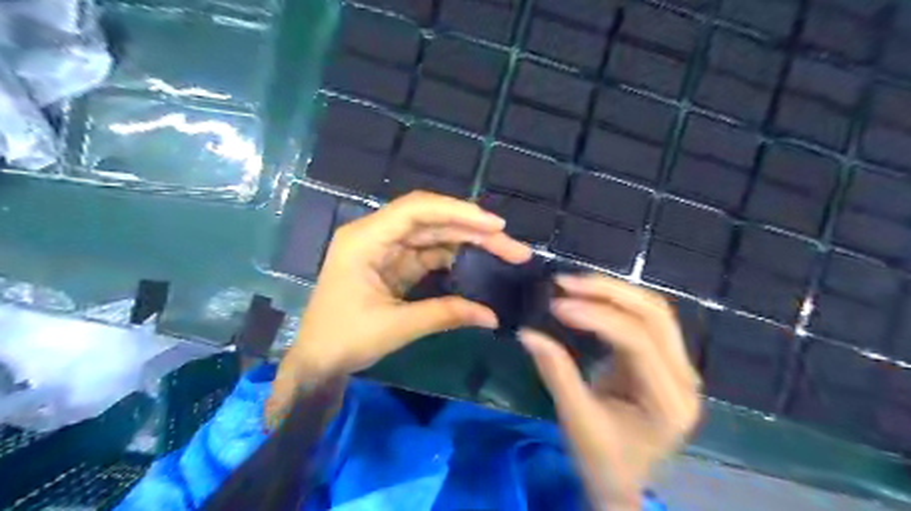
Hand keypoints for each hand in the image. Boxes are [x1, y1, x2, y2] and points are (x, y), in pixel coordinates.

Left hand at [266, 192, 534, 427]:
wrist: (317, 360)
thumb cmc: (344, 340)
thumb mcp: (395, 327)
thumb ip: (445, 315)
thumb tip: (492, 316)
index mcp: (365, 239)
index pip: (416, 211)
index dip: (458, 212)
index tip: (495, 225)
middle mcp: (376, 235)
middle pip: (431, 220)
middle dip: (473, 230)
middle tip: (512, 246)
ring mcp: (386, 248)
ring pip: (434, 235)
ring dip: (469, 242)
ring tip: (505, 253)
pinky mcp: (395, 263)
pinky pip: (430, 253)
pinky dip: (455, 258)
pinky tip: (480, 264)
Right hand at [516, 274, 699, 509]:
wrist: (623, 480)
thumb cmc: (603, 460)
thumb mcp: (577, 421)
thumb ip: (556, 373)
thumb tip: (528, 334)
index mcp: (670, 402)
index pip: (639, 342)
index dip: (597, 317)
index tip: (558, 305)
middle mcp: (684, 378)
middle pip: (655, 315)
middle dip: (608, 292)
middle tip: (565, 283)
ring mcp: (678, 366)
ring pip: (653, 310)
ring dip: (613, 291)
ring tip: (573, 283)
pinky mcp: (663, 358)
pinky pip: (643, 318)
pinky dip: (615, 302)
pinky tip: (588, 296)